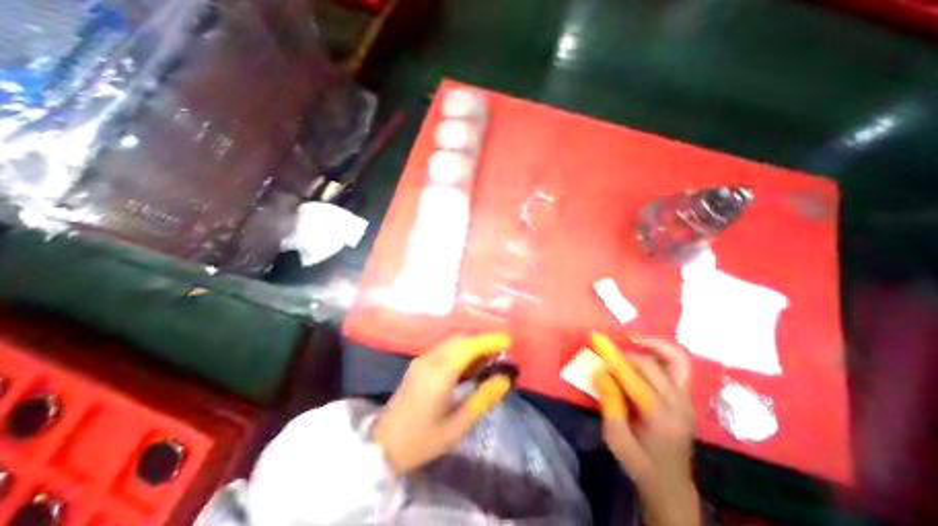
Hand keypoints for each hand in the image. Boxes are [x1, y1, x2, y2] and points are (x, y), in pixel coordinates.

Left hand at [371, 335, 511, 473]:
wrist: (382, 446)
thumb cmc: (422, 440)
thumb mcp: (457, 426)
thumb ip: (482, 399)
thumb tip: (504, 378)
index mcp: (439, 374)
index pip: (468, 346)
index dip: (489, 340)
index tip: (509, 340)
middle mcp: (429, 359)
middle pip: (460, 338)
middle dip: (483, 339)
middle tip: (502, 350)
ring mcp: (422, 359)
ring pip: (452, 340)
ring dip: (472, 342)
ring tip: (490, 355)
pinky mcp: (419, 362)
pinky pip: (444, 347)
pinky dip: (461, 347)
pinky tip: (470, 361)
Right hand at [588, 332, 699, 525]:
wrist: (671, 484)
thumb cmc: (639, 463)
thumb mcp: (616, 438)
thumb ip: (609, 404)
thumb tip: (601, 373)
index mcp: (659, 417)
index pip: (635, 378)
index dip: (614, 360)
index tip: (597, 348)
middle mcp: (678, 404)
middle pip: (652, 366)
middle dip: (626, 354)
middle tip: (609, 353)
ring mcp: (686, 400)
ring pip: (677, 360)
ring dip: (654, 345)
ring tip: (633, 339)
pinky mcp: (686, 397)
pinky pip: (678, 366)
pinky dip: (662, 352)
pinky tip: (645, 351)